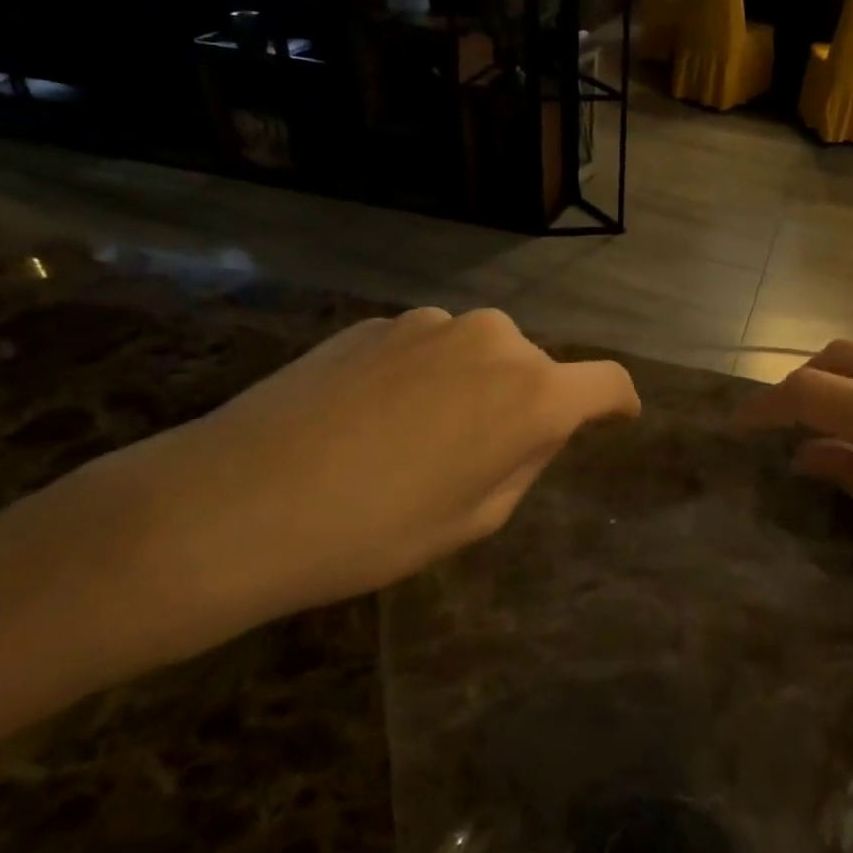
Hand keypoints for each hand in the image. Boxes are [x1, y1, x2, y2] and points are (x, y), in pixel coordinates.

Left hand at [79, 308, 639, 658]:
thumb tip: (535, 426)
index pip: (607, 382)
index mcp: (532, 394)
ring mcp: (433, 322)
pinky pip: (429, 349)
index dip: (619, 403)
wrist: (233, 502)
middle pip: (537, 369)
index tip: (618, 418)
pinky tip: (372, 419)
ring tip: (417, 440)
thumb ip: (524, 460)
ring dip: (473, 388)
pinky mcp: (380, 321)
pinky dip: (425, 376)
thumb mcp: (474, 519)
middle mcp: (495, 340)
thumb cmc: (374, 531)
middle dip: (527, 406)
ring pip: (481, 355)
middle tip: (481, 458)